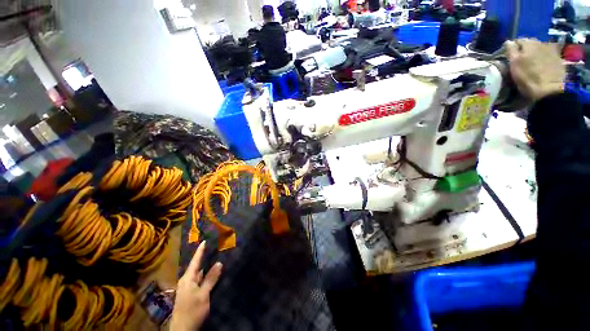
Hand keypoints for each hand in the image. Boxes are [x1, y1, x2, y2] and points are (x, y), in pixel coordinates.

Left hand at [170, 241, 222, 330]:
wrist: (183, 330)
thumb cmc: (192, 310)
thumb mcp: (203, 294)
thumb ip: (210, 279)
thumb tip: (219, 263)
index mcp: (188, 279)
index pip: (195, 261)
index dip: (200, 251)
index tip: (204, 240)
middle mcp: (186, 281)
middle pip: (196, 266)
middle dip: (203, 257)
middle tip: (212, 248)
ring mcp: (187, 288)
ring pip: (198, 274)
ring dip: (205, 267)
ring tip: (213, 259)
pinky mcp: (190, 294)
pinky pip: (198, 280)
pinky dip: (205, 276)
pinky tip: (211, 275)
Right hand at [506, 39, 565, 100]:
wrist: (549, 90)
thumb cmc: (528, 77)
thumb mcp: (514, 63)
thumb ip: (511, 50)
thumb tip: (508, 42)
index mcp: (529, 43)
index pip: (517, 41)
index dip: (512, 48)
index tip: (509, 57)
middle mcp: (540, 42)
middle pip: (530, 44)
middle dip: (525, 50)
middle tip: (520, 60)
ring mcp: (551, 50)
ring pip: (539, 49)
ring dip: (535, 54)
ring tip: (531, 63)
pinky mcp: (558, 59)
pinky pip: (548, 55)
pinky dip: (544, 59)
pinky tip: (541, 66)